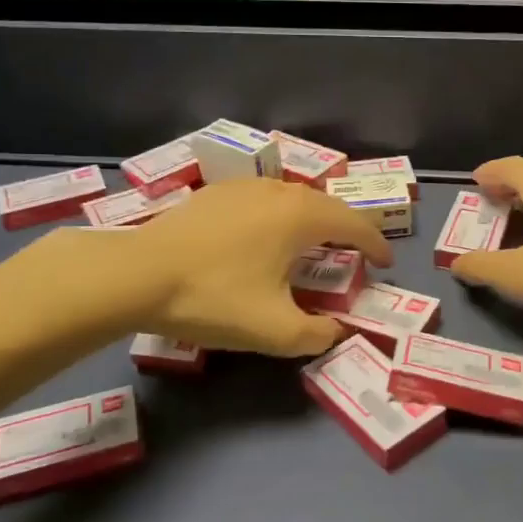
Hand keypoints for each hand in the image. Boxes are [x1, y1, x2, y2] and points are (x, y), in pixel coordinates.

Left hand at [129, 179, 391, 355]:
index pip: (354, 225)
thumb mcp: (274, 330)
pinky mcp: (214, 193)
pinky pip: (263, 199)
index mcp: (300, 217)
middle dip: (346, 231)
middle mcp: (278, 191)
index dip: (376, 245)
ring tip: (310, 245)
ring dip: (311, 220)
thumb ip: (318, 335)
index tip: (385, 264)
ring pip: (293, 198)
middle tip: (352, 257)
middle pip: (326, 206)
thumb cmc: (213, 297)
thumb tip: (336, 331)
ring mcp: (243, 187)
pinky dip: (278, 216)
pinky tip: (262, 237)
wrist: (137, 274)